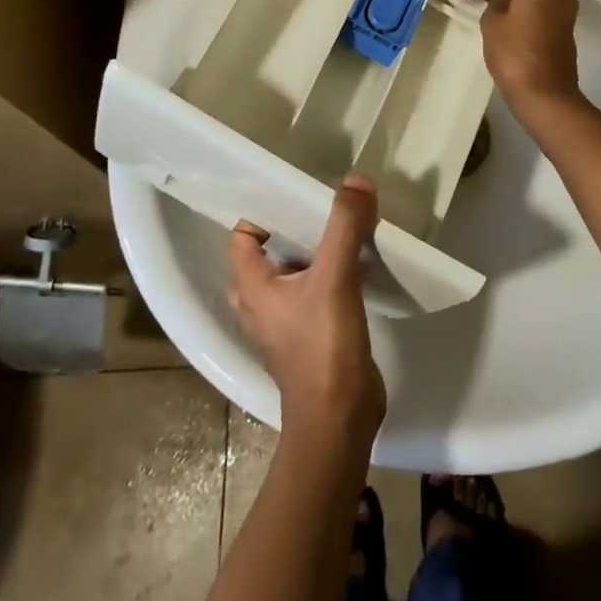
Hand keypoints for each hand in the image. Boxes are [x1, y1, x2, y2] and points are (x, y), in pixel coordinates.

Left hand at [229, 174, 386, 439]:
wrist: (340, 421)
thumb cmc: (323, 347)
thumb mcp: (334, 277)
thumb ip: (345, 225)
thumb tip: (356, 179)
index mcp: (252, 287)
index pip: (243, 235)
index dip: (264, 211)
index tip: (298, 193)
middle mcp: (260, 303)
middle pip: (270, 251)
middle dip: (296, 227)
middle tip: (326, 206)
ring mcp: (284, 323)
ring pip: (294, 272)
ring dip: (316, 250)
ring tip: (345, 228)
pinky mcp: (310, 337)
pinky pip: (313, 291)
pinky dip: (330, 273)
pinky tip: (358, 263)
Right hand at [481, 0, 585, 114]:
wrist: (544, 94)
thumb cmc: (513, 50)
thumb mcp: (494, 17)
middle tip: (495, 0)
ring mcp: (568, 17)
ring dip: (527, 3)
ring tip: (503, 20)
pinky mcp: (568, 37)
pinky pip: (550, 16)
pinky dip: (535, 18)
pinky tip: (517, 36)